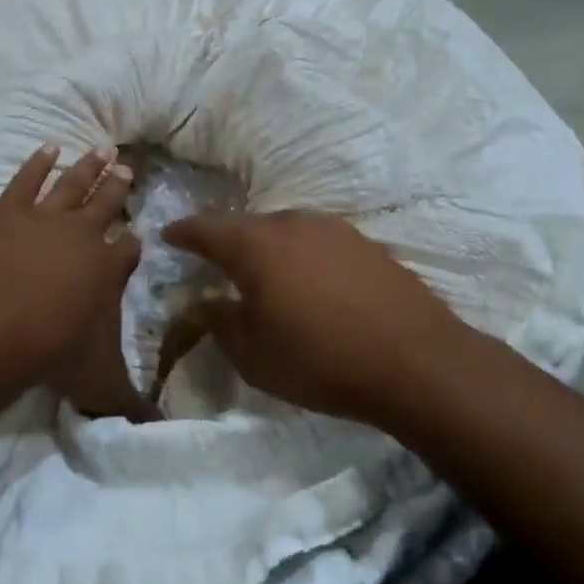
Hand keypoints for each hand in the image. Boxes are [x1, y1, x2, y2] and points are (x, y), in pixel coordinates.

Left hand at [0, 145, 150, 419]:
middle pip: (107, 204)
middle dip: (118, 188)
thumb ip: (130, 406)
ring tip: (104, 148)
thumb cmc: (56, 349)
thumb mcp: (100, 384)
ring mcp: (47, 218)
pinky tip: (48, 146)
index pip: (128, 249)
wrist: (0, 321)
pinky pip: (28, 179)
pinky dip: (38, 162)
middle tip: (129, 168)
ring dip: (89, 167)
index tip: (138, 235)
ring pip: (74, 184)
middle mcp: (85, 235)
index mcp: (110, 268)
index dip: (133, 243)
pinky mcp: (11, 211)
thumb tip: (158, 432)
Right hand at [162, 211, 462, 425]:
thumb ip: (220, 324)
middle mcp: (290, 224)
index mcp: (255, 245)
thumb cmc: (319, 360)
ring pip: (285, 231)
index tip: (169, 234)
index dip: (184, 231)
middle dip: (227, 242)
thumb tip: (204, 303)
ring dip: (268, 248)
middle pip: (247, 225)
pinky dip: (302, 257)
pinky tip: (311, 283)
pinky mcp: (364, 242)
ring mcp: (332, 229)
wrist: (414, 360)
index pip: (206, 228)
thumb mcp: (254, 355)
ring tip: (265, 276)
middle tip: (216, 263)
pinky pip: (317, 242)